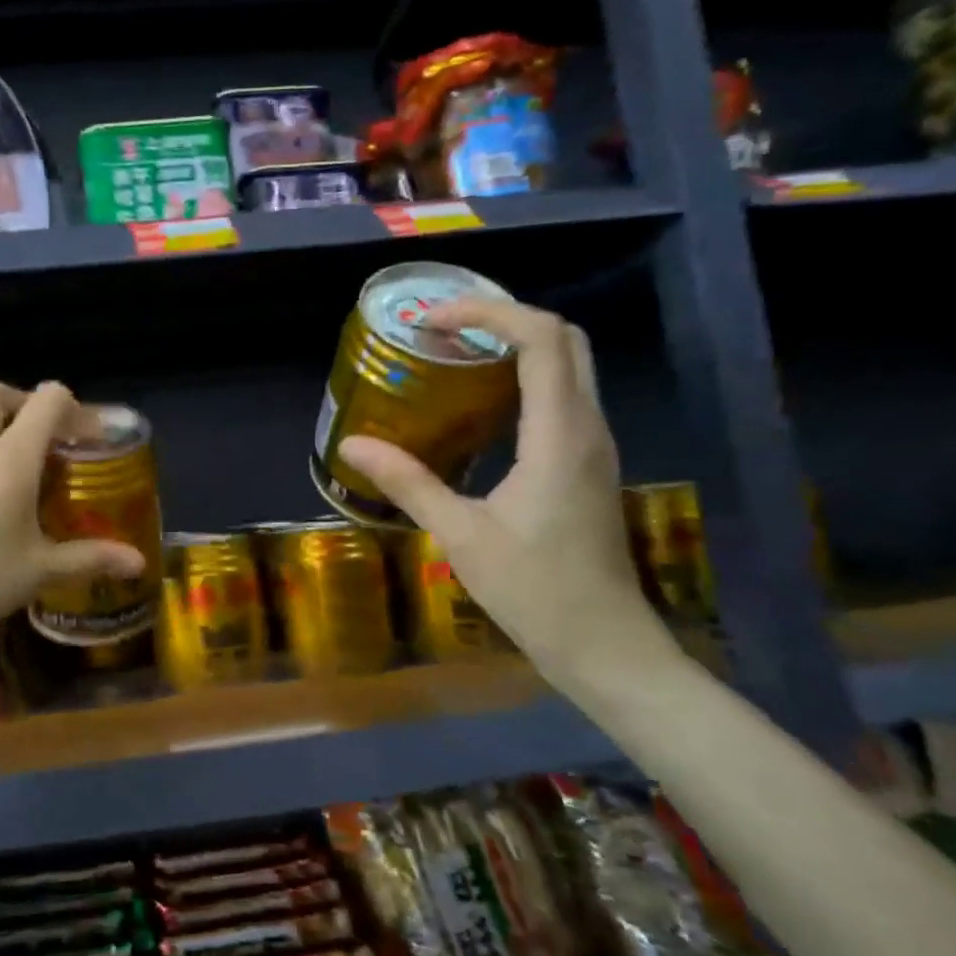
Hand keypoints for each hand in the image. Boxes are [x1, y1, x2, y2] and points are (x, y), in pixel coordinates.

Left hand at [0, 382, 146, 665]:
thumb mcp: (40, 571)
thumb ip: (91, 558)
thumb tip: (138, 563)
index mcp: (11, 457)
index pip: (47, 399)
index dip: (75, 409)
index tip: (92, 440)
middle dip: (24, 402)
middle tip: (49, 439)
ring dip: (0, 432)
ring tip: (26, 477)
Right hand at [337, 296, 656, 675]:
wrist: (604, 644)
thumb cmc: (534, 589)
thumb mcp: (460, 534)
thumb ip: (407, 482)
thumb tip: (351, 445)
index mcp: (559, 434)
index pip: (541, 338)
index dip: (488, 311)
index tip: (433, 320)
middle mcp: (586, 426)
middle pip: (565, 338)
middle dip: (505, 317)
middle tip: (444, 329)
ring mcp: (594, 445)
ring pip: (569, 365)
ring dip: (516, 345)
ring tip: (455, 355)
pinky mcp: (588, 464)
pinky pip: (563, 395)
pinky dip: (525, 377)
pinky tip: (479, 405)